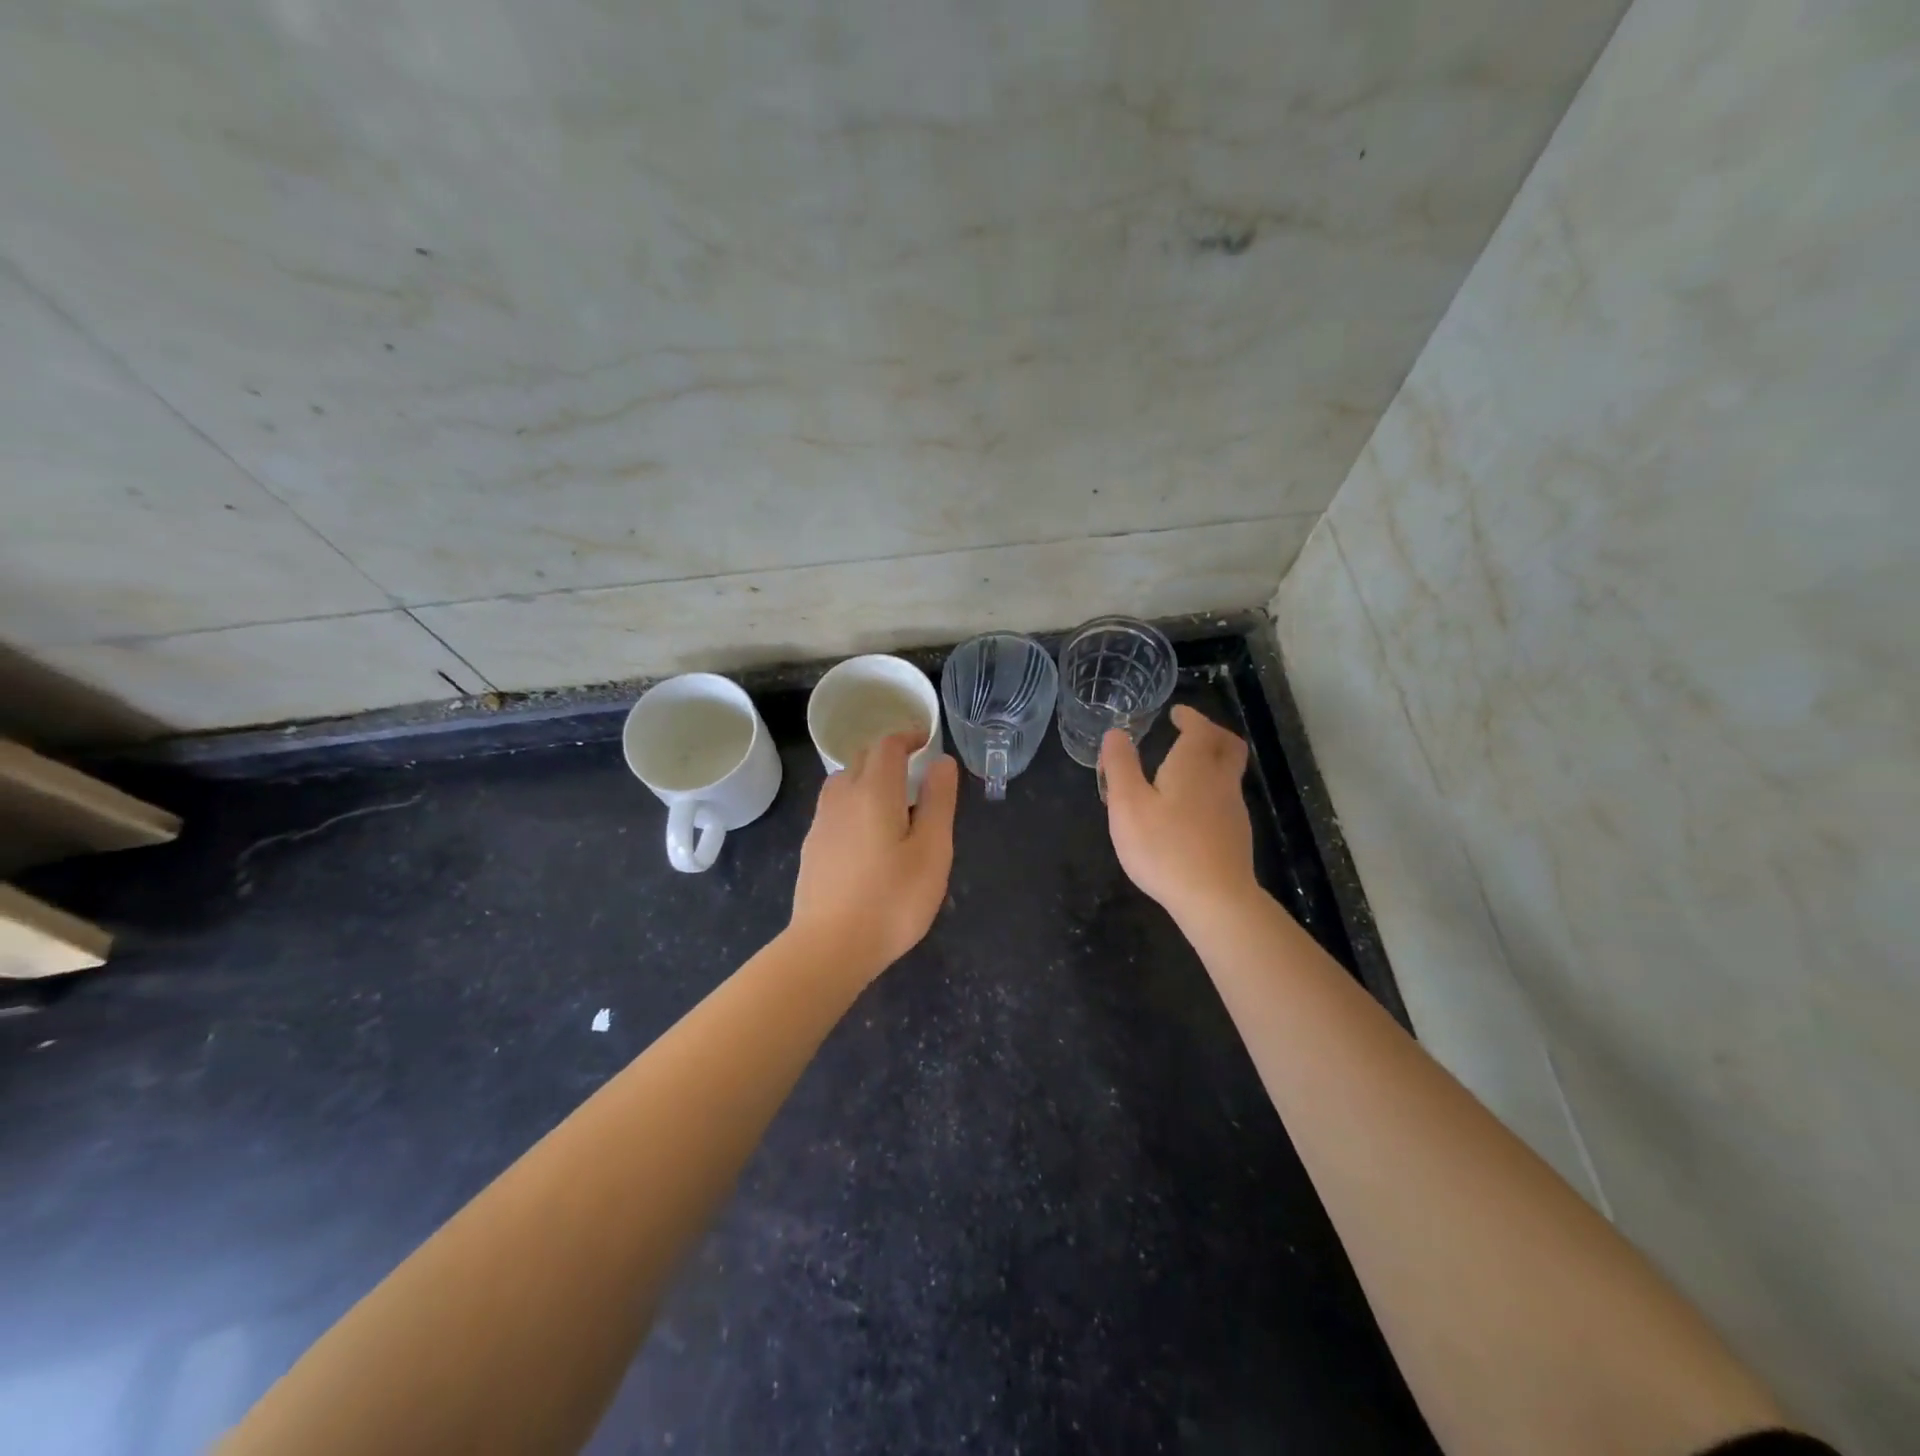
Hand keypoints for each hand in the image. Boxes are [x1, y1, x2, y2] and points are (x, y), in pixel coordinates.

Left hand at [789, 732, 959, 979]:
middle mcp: (842, 796)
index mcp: (874, 791)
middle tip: (915, 772)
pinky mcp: (812, 847)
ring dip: (868, 779)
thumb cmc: (892, 899)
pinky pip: (835, 808)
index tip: (926, 741)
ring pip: (844, 782)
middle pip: (862, 758)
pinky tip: (868, 835)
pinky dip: (854, 804)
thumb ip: (939, 801)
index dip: (908, 736)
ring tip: (893, 803)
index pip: (888, 745)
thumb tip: (942, 762)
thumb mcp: (932, 851)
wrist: (829, 947)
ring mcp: (822, 822)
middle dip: (889, 755)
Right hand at [1101, 705, 1257, 921]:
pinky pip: (1225, 798)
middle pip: (1227, 745)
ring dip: (1211, 762)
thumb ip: (1120, 766)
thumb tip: (1115, 733)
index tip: (1177, 713)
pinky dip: (1211, 789)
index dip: (1190, 717)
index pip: (1200, 728)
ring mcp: (1233, 809)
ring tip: (1183, 770)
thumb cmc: (1164, 847)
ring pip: (1228, 773)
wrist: (1215, 898)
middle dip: (1211, 733)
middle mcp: (1220, 780)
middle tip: (1191, 732)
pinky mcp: (1236, 835)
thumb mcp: (1127, 804)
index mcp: (1194, 765)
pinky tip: (1191, 809)